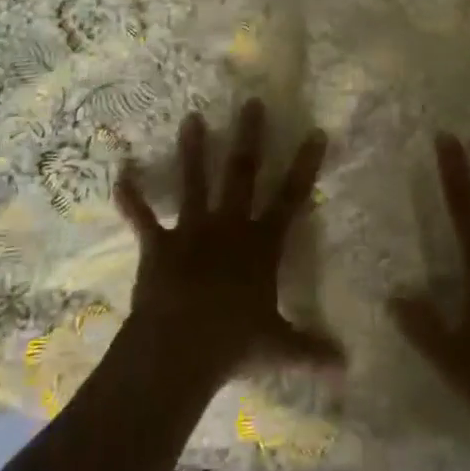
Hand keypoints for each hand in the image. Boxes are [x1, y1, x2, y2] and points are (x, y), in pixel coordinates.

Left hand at [114, 99, 343, 387]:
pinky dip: (131, 198)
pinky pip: (143, 218)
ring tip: (191, 118)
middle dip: (248, 136)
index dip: (305, 165)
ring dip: (192, 150)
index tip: (316, 132)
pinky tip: (120, 174)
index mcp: (262, 244)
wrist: (180, 348)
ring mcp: (192, 230)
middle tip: (251, 102)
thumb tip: (349, 367)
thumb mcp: (279, 348)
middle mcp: (229, 226)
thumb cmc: (234, 344)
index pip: (291, 197)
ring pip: (195, 181)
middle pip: (242, 173)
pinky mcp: (160, 244)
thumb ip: (312, 350)